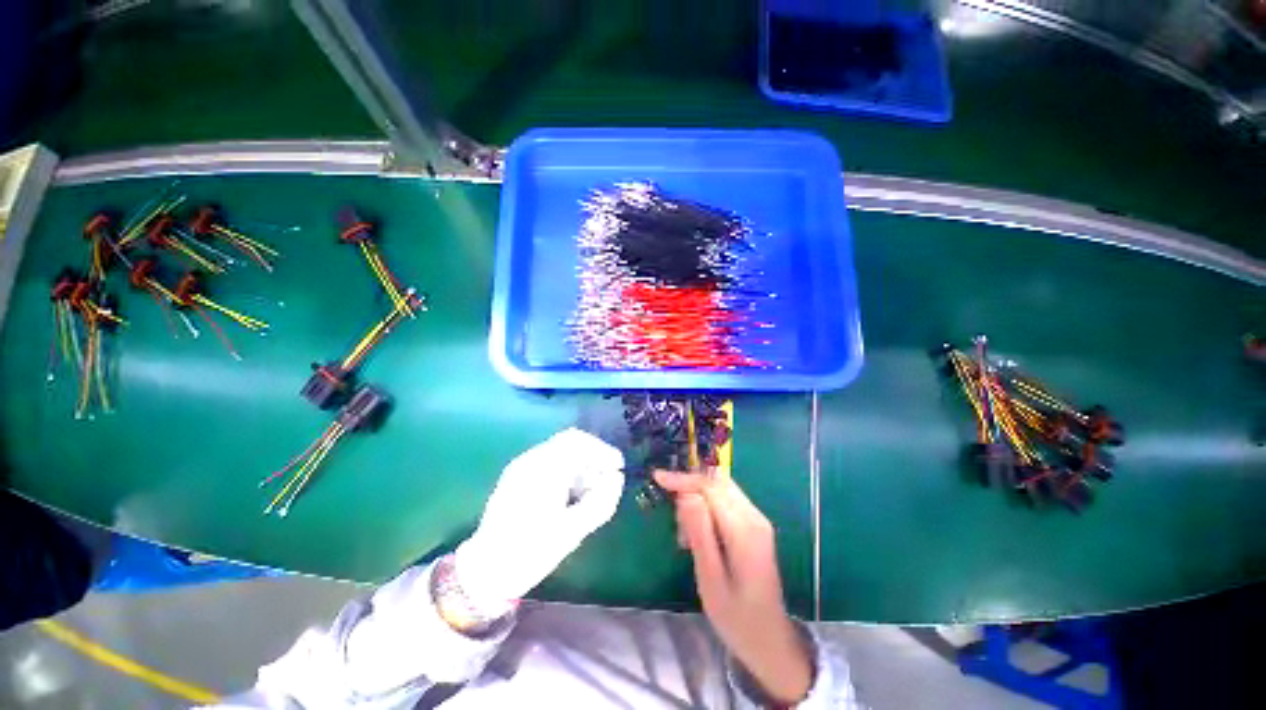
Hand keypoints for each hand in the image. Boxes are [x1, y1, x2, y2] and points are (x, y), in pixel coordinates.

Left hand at [454, 429, 624, 611]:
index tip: (617, 467)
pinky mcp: (518, 477)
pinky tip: (571, 495)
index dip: (602, 450)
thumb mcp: (571, 531)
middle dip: (593, 458)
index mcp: (542, 470)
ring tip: (590, 493)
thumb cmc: (529, 552)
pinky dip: (567, 472)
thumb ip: (600, 502)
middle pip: (570, 443)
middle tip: (606, 480)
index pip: (578, 441)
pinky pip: (550, 462)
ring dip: (581, 465)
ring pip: (561, 452)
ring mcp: (522, 467)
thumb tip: (617, 478)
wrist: (486, 572)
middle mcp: (530, 461)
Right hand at [655, 470, 813, 705]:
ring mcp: (757, 519)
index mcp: (744, 530)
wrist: (770, 640)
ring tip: (683, 531)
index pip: (710, 487)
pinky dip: (707, 505)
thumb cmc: (736, 617)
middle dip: (689, 485)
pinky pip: (726, 500)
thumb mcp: (710, 579)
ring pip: (722, 487)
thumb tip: (685, 494)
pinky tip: (698, 532)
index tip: (657, 477)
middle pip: (718, 481)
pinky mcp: (754, 525)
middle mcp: (754, 516)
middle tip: (669, 508)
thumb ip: (699, 533)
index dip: (683, 479)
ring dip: (698, 496)